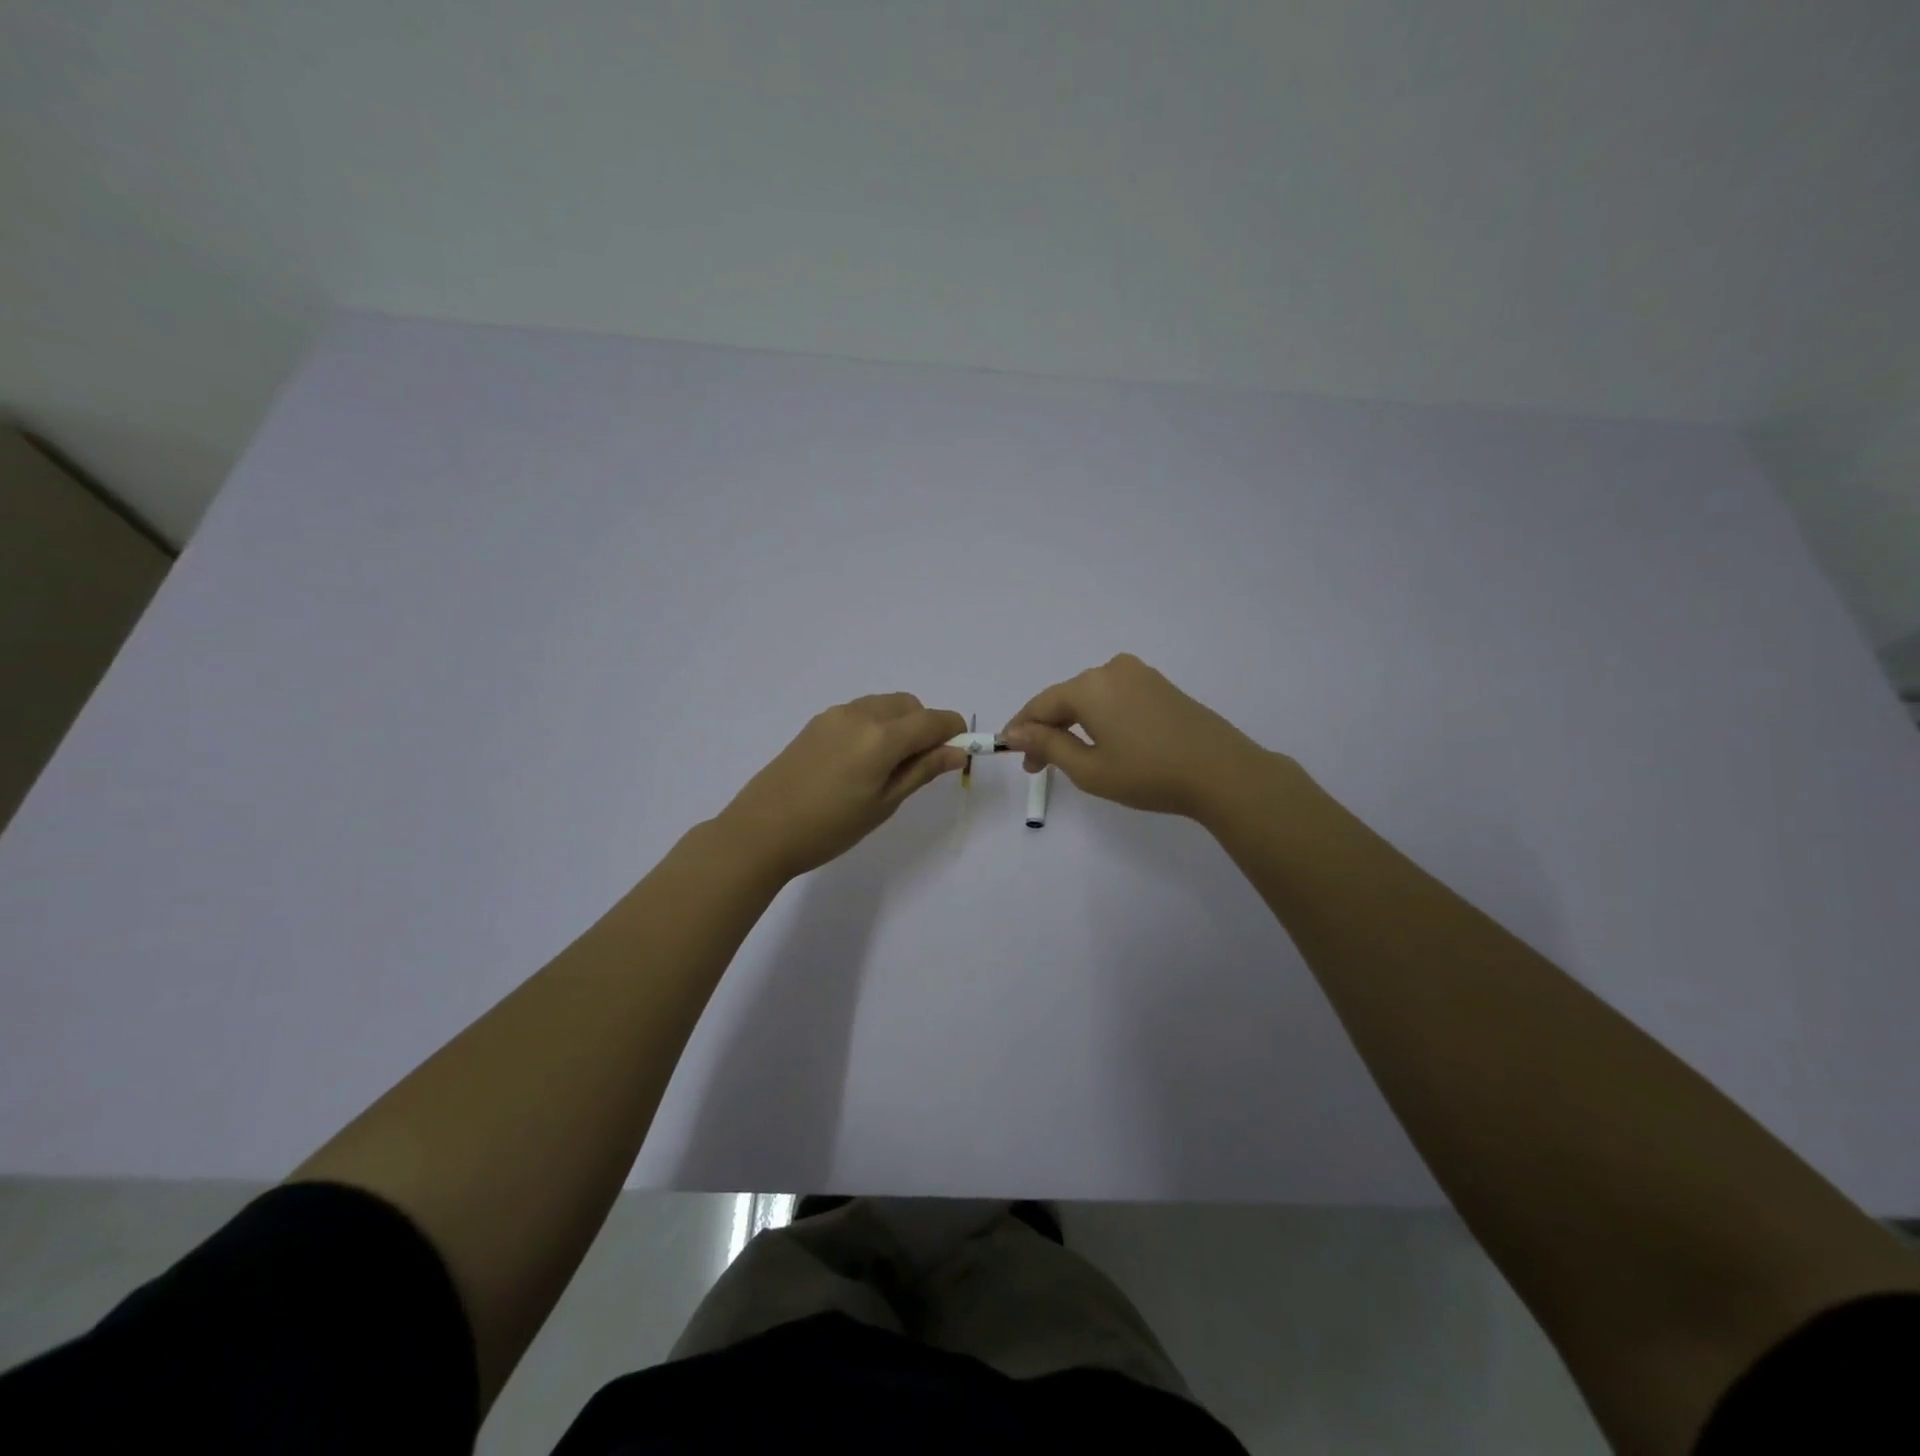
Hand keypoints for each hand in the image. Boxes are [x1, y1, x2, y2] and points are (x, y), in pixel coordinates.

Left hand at [716, 694, 966, 881]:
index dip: (954, 733)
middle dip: (925, 726)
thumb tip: (957, 752)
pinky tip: (860, 762)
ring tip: (888, 766)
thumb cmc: (830, 827)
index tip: (958, 754)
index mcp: (882, 736)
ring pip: (884, 705)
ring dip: (899, 724)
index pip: (934, 720)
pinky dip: (875, 725)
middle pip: (910, 705)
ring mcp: (835, 715)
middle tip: (920, 766)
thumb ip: (922, 771)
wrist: (761, 831)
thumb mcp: (884, 804)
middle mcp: (861, 714)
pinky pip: (859, 712)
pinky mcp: (816, 723)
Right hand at [1002, 654, 1274, 821]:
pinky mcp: (1160, 685)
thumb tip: (1016, 731)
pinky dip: (1099, 718)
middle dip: (1047, 729)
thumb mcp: (1089, 769)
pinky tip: (1102, 742)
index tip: (1010, 754)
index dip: (1021, 729)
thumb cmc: (1148, 774)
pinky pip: (1115, 697)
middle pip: (1065, 698)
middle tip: (1037, 766)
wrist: (1222, 772)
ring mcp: (1140, 675)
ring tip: (1068, 758)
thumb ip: (1048, 745)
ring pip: (1091, 697)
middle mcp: (1111, 670)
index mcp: (1089, 686)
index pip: (1040, 704)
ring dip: (1073, 724)